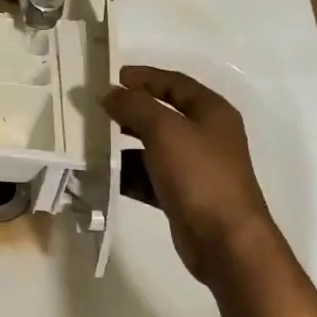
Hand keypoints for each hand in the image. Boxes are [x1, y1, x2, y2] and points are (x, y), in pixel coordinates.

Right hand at [103, 66, 273, 283]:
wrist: (225, 240)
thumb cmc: (199, 175)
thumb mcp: (164, 131)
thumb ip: (134, 106)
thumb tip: (108, 93)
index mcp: (211, 112)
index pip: (174, 83)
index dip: (144, 77)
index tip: (112, 77)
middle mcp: (206, 135)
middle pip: (162, 113)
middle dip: (130, 111)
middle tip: (97, 109)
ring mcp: (195, 167)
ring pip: (153, 146)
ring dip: (124, 144)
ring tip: (92, 142)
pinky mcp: (183, 195)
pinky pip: (149, 176)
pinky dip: (128, 174)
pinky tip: (103, 175)